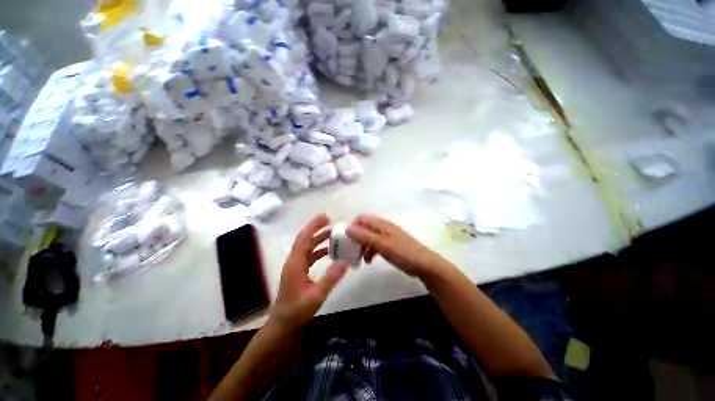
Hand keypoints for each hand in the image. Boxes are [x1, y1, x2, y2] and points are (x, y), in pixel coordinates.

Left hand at [270, 214, 347, 329]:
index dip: (314, 226)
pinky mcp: (298, 271)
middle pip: (305, 239)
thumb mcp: (317, 296)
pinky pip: (309, 255)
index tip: (325, 217)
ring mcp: (295, 266)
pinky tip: (328, 251)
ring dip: (318, 238)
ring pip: (307, 247)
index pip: (304, 238)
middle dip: (317, 228)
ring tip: (332, 233)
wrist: (283, 324)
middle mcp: (294, 261)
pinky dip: (318, 250)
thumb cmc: (297, 311)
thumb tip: (345, 262)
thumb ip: (331, 278)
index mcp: (295, 263)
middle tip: (331, 221)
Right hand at [346, 214, 443, 277]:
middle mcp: (383, 227)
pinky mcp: (391, 245)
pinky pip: (376, 245)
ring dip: (363, 247)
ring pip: (370, 238)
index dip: (353, 226)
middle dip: (356, 239)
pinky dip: (370, 251)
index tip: (346, 239)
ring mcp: (388, 236)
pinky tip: (369, 261)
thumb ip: (364, 236)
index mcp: (381, 224)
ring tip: (360, 259)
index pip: (362, 219)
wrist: (423, 264)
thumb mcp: (381, 244)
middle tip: (351, 251)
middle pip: (365, 229)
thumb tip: (347, 228)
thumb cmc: (401, 252)